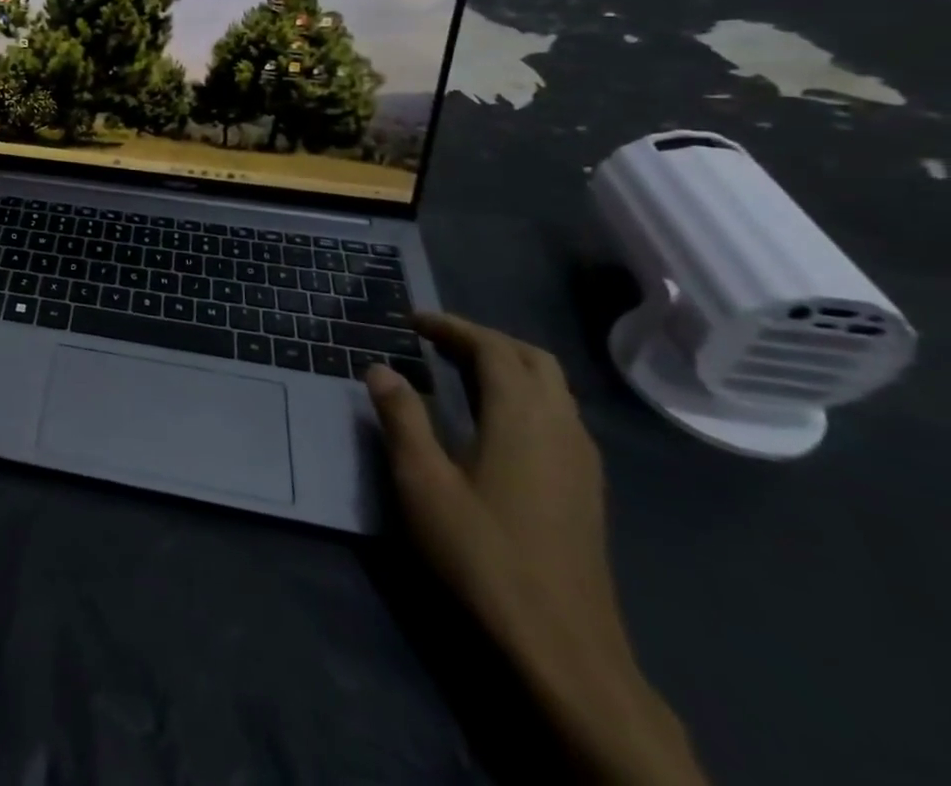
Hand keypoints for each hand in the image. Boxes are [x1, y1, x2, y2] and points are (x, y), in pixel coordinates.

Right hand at [367, 316, 706, 785]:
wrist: (563, 647)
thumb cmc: (483, 554)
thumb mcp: (423, 482)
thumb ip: (402, 418)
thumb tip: (380, 368)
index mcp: (523, 417)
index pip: (493, 347)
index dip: (452, 326)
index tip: (413, 320)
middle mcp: (561, 427)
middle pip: (532, 359)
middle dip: (485, 339)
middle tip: (437, 340)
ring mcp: (582, 461)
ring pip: (552, 388)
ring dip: (508, 366)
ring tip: (460, 371)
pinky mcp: (587, 490)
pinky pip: (559, 416)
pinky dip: (525, 396)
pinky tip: (496, 422)